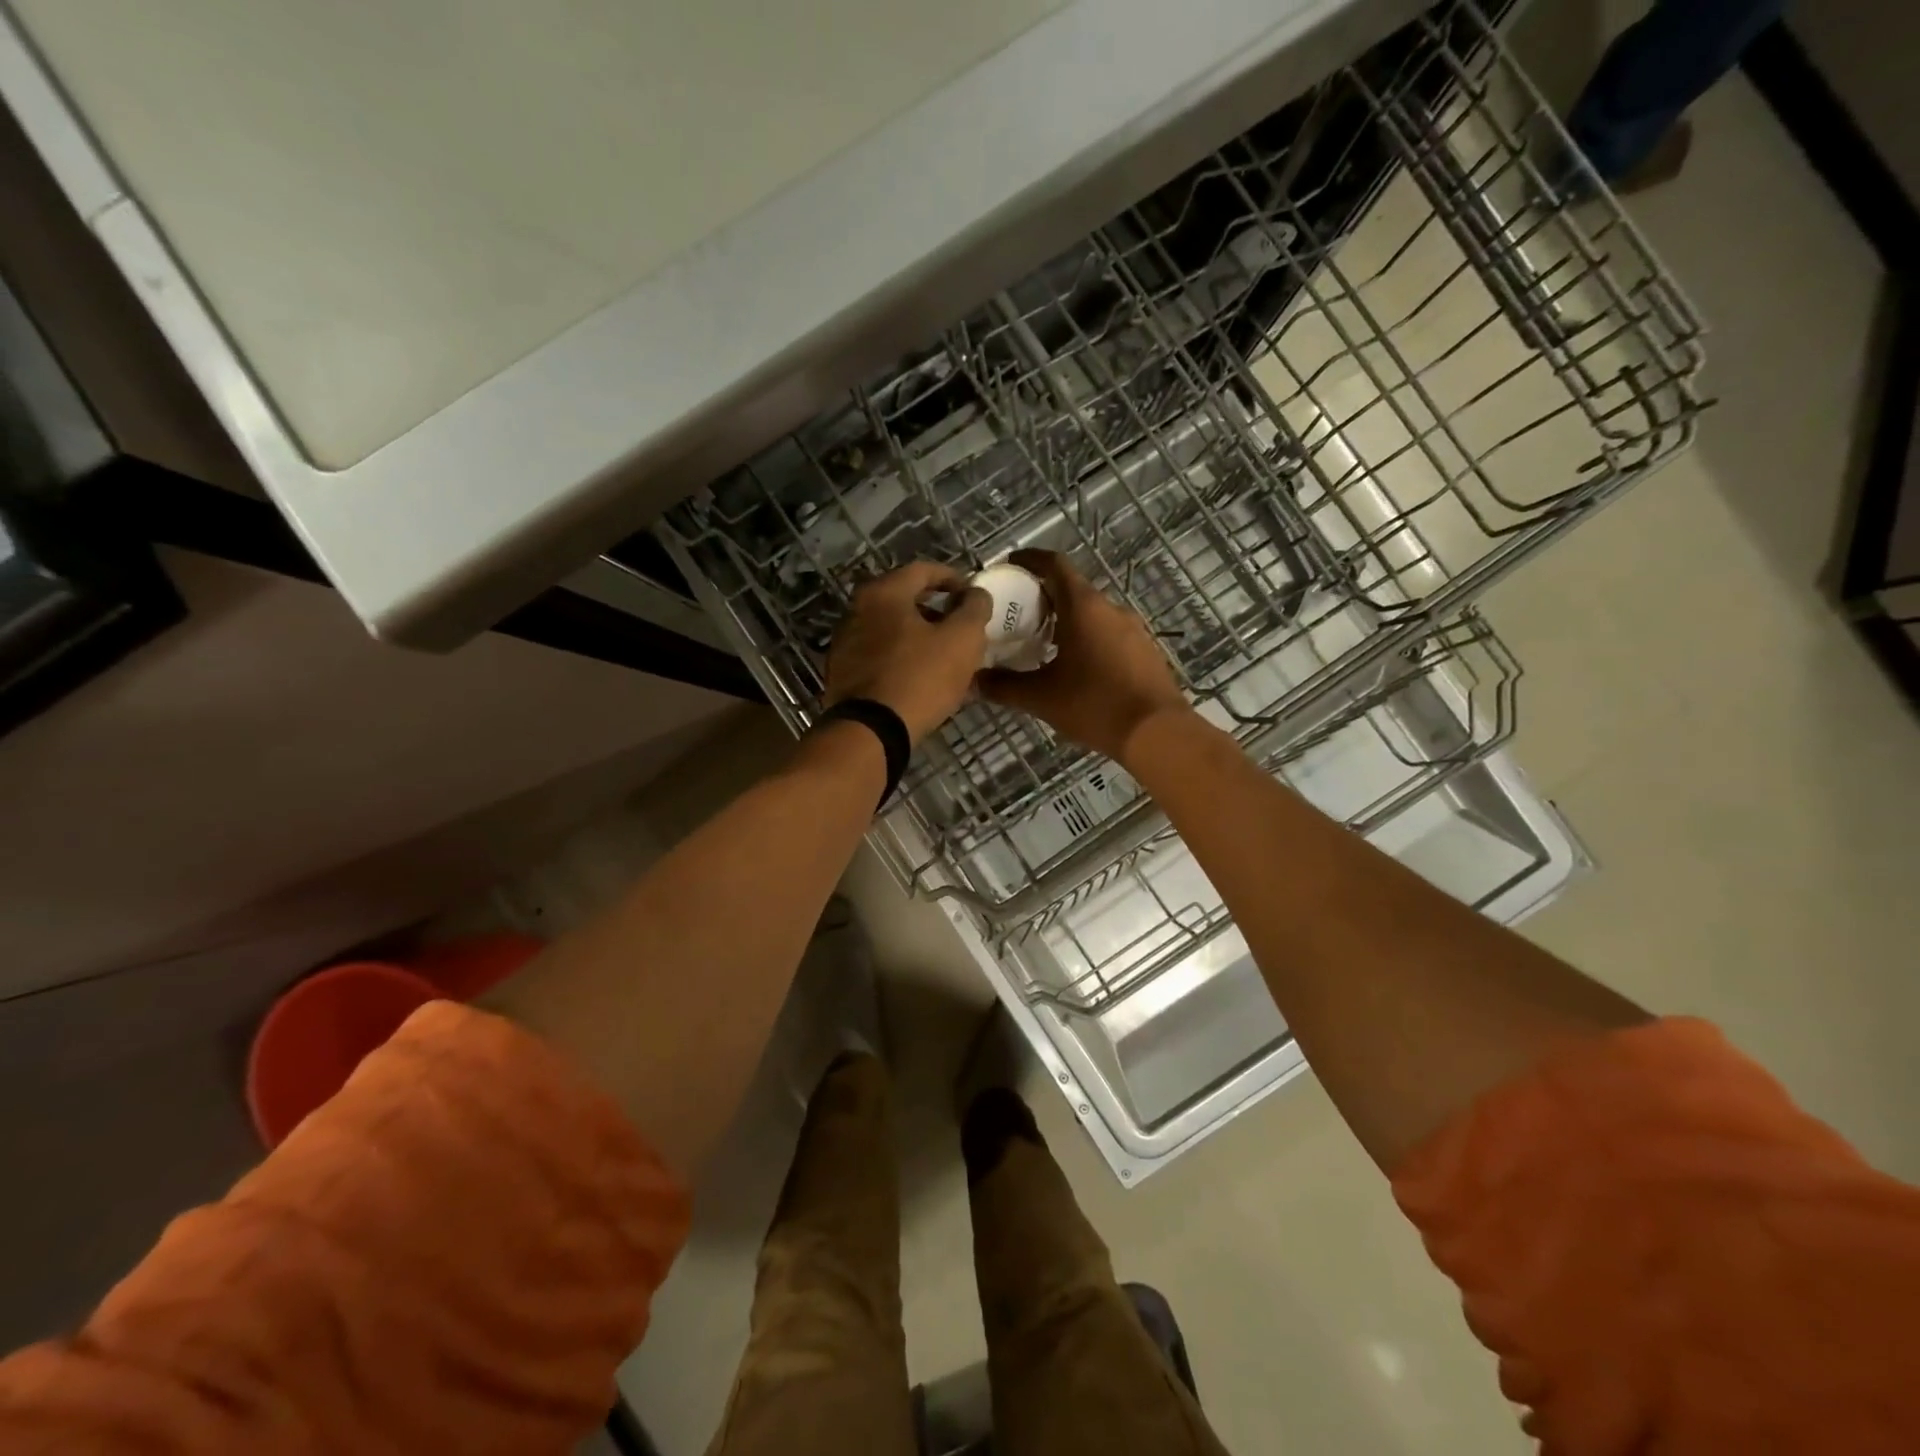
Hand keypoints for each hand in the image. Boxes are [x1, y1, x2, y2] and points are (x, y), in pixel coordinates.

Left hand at [824, 562, 991, 743]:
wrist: (871, 732)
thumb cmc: (920, 677)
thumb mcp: (962, 639)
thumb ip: (975, 608)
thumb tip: (975, 594)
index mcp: (883, 593)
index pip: (923, 570)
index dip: (954, 579)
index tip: (973, 595)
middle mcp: (856, 610)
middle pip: (904, 600)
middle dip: (936, 611)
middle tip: (960, 628)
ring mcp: (844, 643)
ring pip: (891, 630)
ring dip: (918, 637)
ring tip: (944, 657)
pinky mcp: (842, 674)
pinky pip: (879, 657)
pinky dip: (901, 659)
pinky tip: (919, 679)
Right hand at [980, 550, 1189, 762]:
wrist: (1156, 732)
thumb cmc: (1094, 704)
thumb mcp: (1041, 697)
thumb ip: (1003, 686)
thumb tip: (972, 681)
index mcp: (1083, 606)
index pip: (1054, 564)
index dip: (1029, 560)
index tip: (1010, 564)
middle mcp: (1110, 607)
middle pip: (1072, 588)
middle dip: (1044, 596)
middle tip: (1017, 614)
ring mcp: (1132, 627)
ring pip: (1092, 612)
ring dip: (1067, 619)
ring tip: (1042, 642)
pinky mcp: (1145, 648)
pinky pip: (1109, 631)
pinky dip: (1087, 636)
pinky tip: (1075, 665)